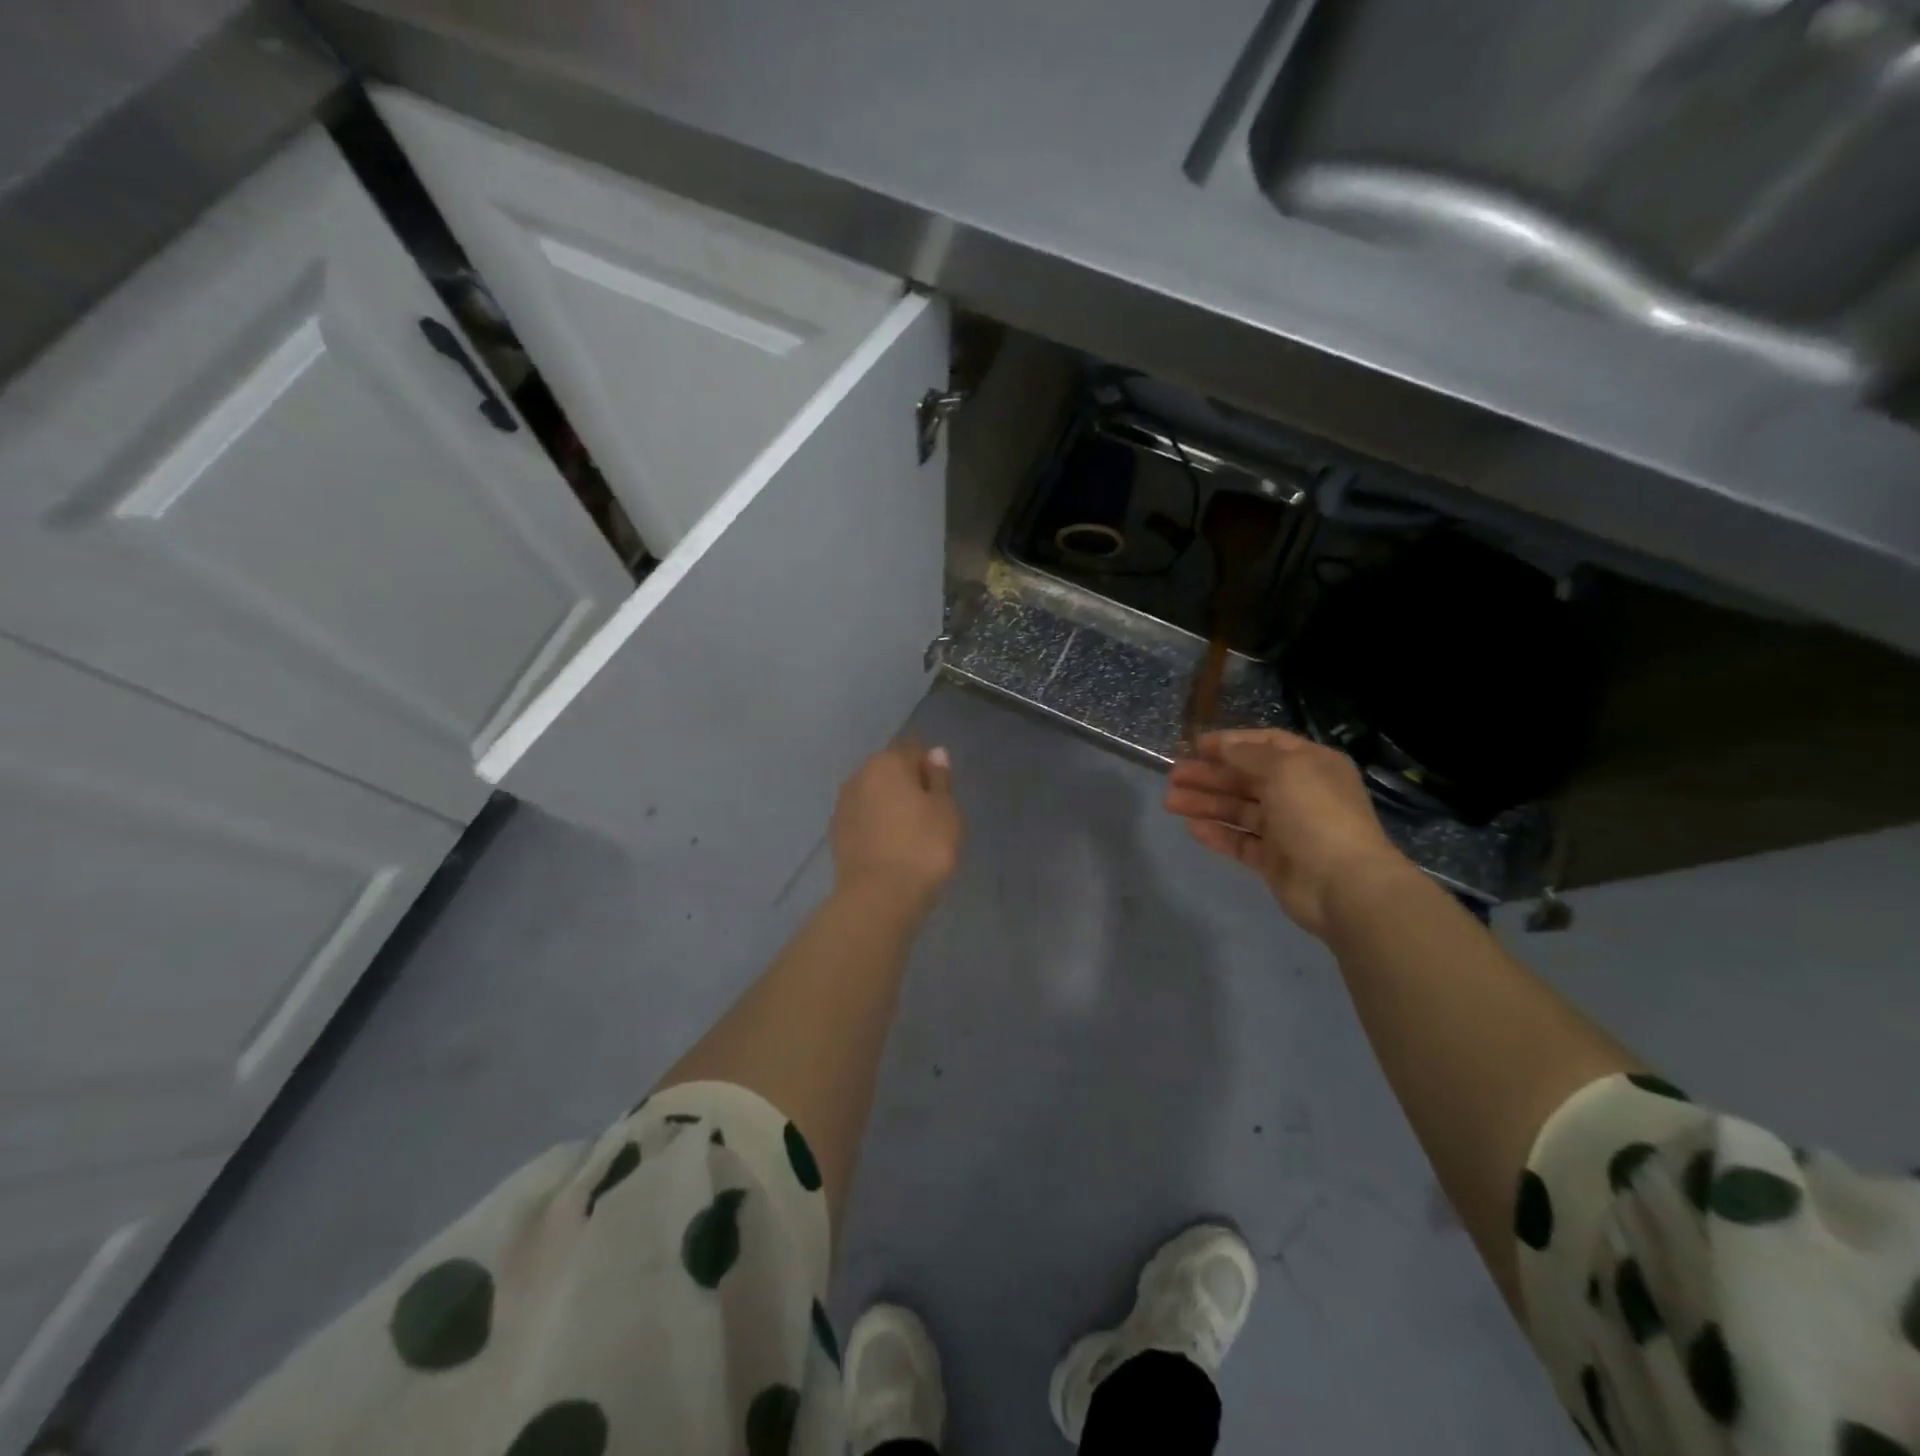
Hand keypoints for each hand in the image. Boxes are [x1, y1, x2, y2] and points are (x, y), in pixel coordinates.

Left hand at [830, 739, 962, 912]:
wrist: (878, 896)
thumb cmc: (923, 847)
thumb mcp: (946, 811)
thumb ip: (939, 779)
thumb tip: (934, 753)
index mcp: (887, 763)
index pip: (913, 750)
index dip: (930, 767)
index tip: (943, 794)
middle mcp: (859, 776)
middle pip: (890, 770)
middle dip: (908, 785)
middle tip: (930, 814)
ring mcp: (843, 805)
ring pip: (874, 795)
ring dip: (890, 806)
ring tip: (911, 833)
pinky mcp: (836, 833)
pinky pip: (864, 819)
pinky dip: (877, 825)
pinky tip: (891, 846)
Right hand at [1165, 728, 1410, 938]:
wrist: (1342, 884)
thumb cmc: (1316, 814)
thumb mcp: (1284, 769)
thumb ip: (1248, 754)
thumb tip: (1224, 745)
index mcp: (1311, 765)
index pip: (1266, 745)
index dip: (1231, 743)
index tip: (1195, 746)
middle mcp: (1299, 793)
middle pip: (1246, 778)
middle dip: (1209, 774)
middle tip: (1173, 776)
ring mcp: (1286, 829)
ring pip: (1238, 809)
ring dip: (1205, 802)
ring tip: (1170, 801)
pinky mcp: (1274, 860)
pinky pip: (1240, 841)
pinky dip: (1217, 833)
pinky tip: (1191, 828)